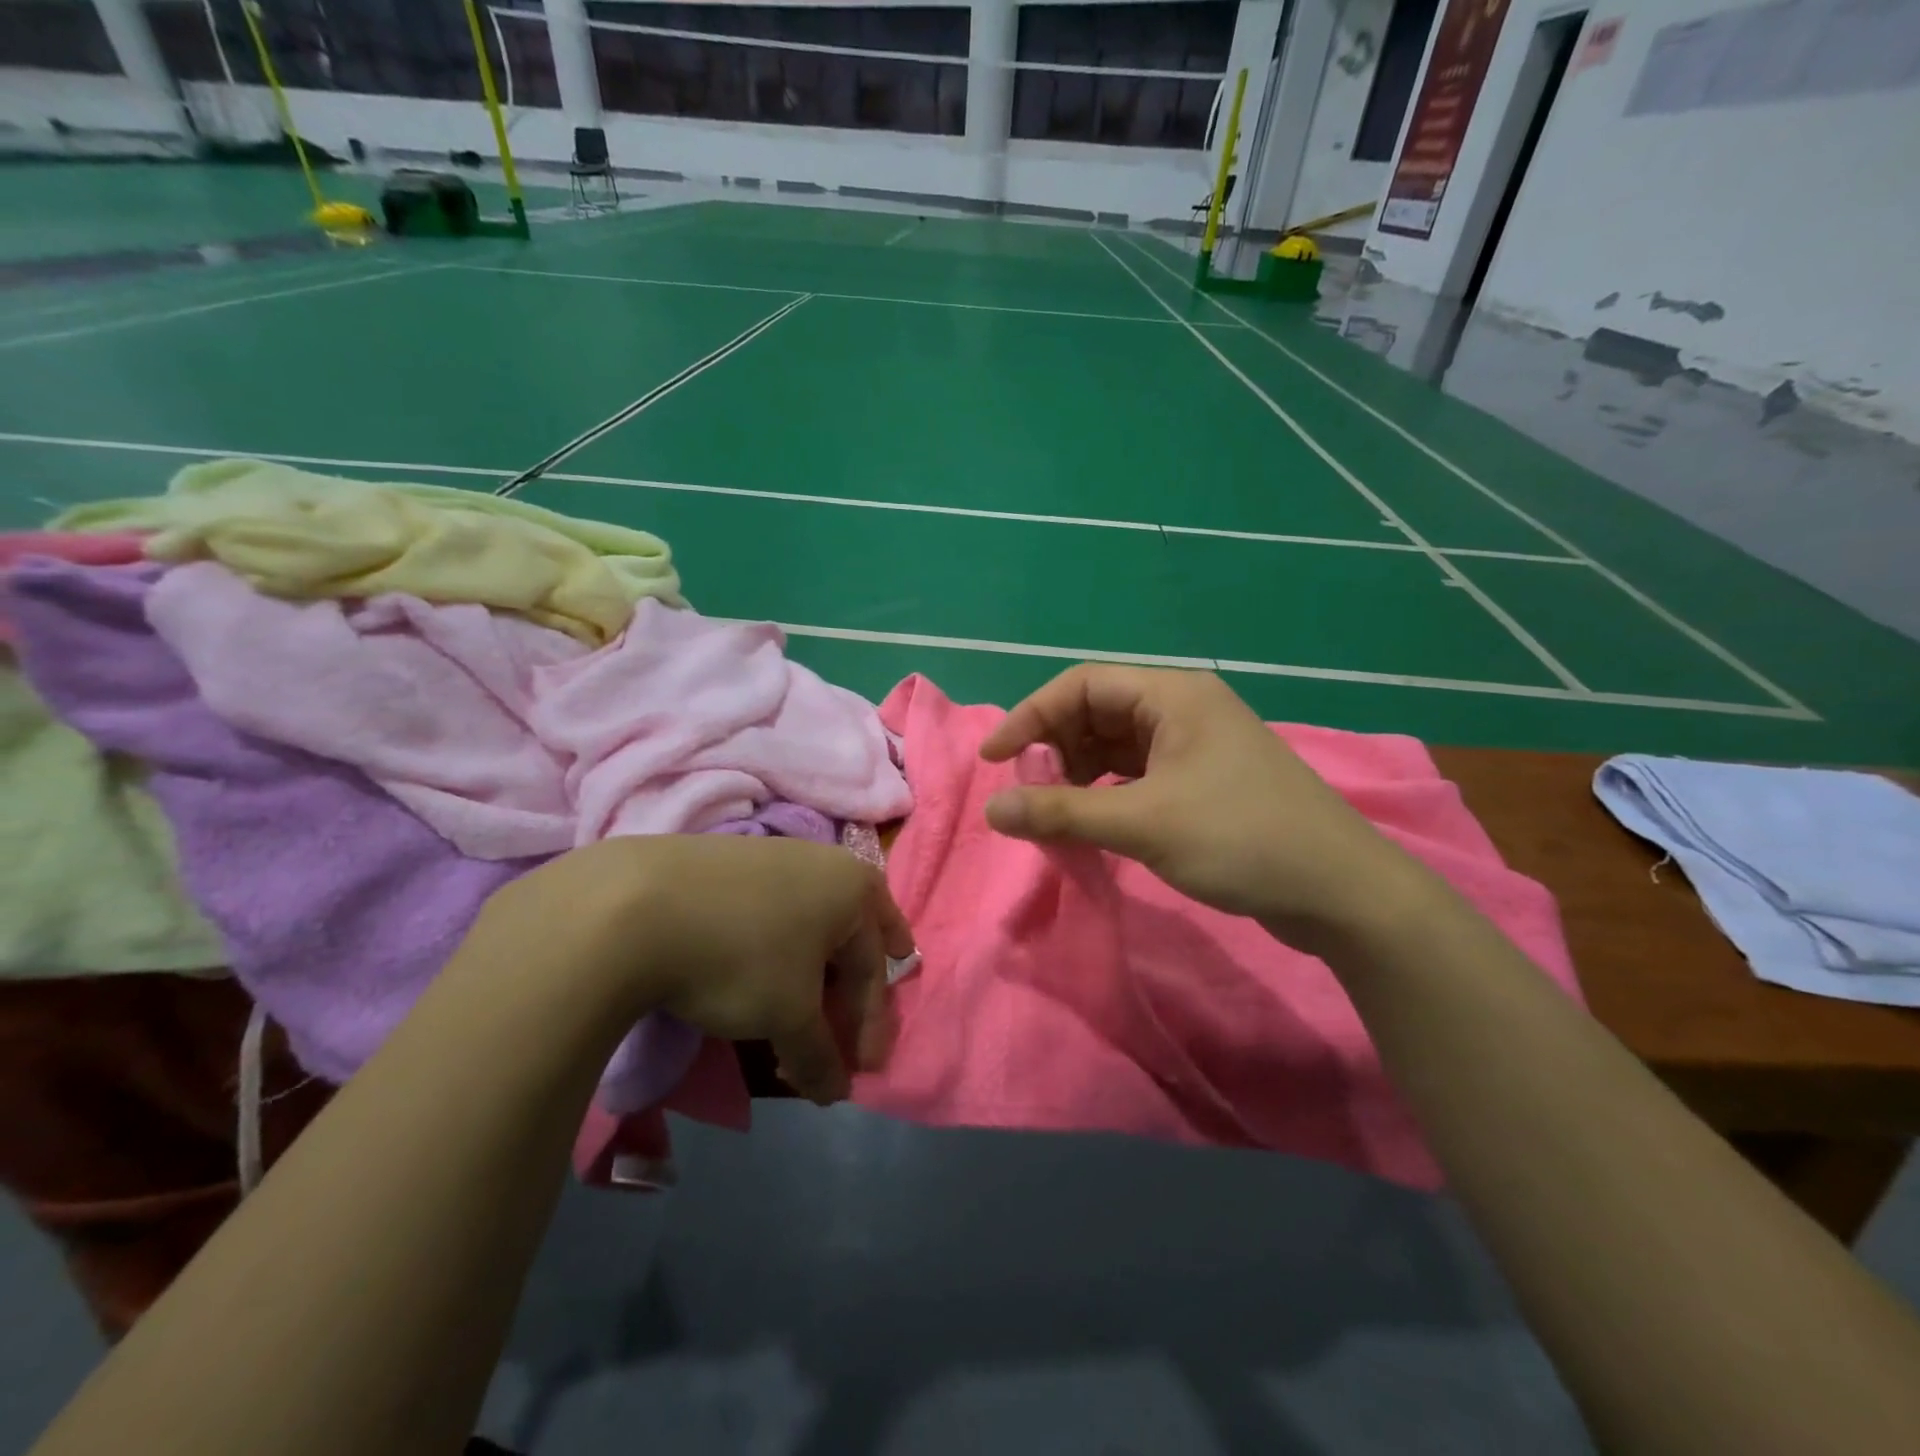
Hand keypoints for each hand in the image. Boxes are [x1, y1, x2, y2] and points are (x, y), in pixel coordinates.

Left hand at [474, 836, 913, 1103]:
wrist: (637, 905)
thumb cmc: (740, 957)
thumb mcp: (788, 1016)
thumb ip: (820, 1056)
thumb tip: (836, 1092)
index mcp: (855, 889)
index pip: (873, 969)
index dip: (870, 1026)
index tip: (862, 1073)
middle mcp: (825, 862)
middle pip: (852, 936)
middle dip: (854, 988)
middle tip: (856, 1023)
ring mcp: (777, 855)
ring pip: (813, 923)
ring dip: (816, 972)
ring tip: (806, 1005)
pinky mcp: (733, 862)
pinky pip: (776, 912)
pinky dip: (780, 949)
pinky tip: (764, 967)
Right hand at [980, 666, 1423, 945]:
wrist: (1341, 892)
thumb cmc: (1241, 840)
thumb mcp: (1143, 824)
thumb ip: (1062, 813)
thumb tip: (992, 811)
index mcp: (1173, 695)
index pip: (1081, 685)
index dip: (1030, 717)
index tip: (994, 760)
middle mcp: (1183, 707)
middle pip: (1096, 711)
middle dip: (1055, 747)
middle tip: (1030, 792)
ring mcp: (1196, 743)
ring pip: (1116, 743)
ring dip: (1079, 771)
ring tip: (1056, 809)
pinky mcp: (1204, 778)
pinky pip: (1138, 770)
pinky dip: (1107, 790)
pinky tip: (1093, 818)